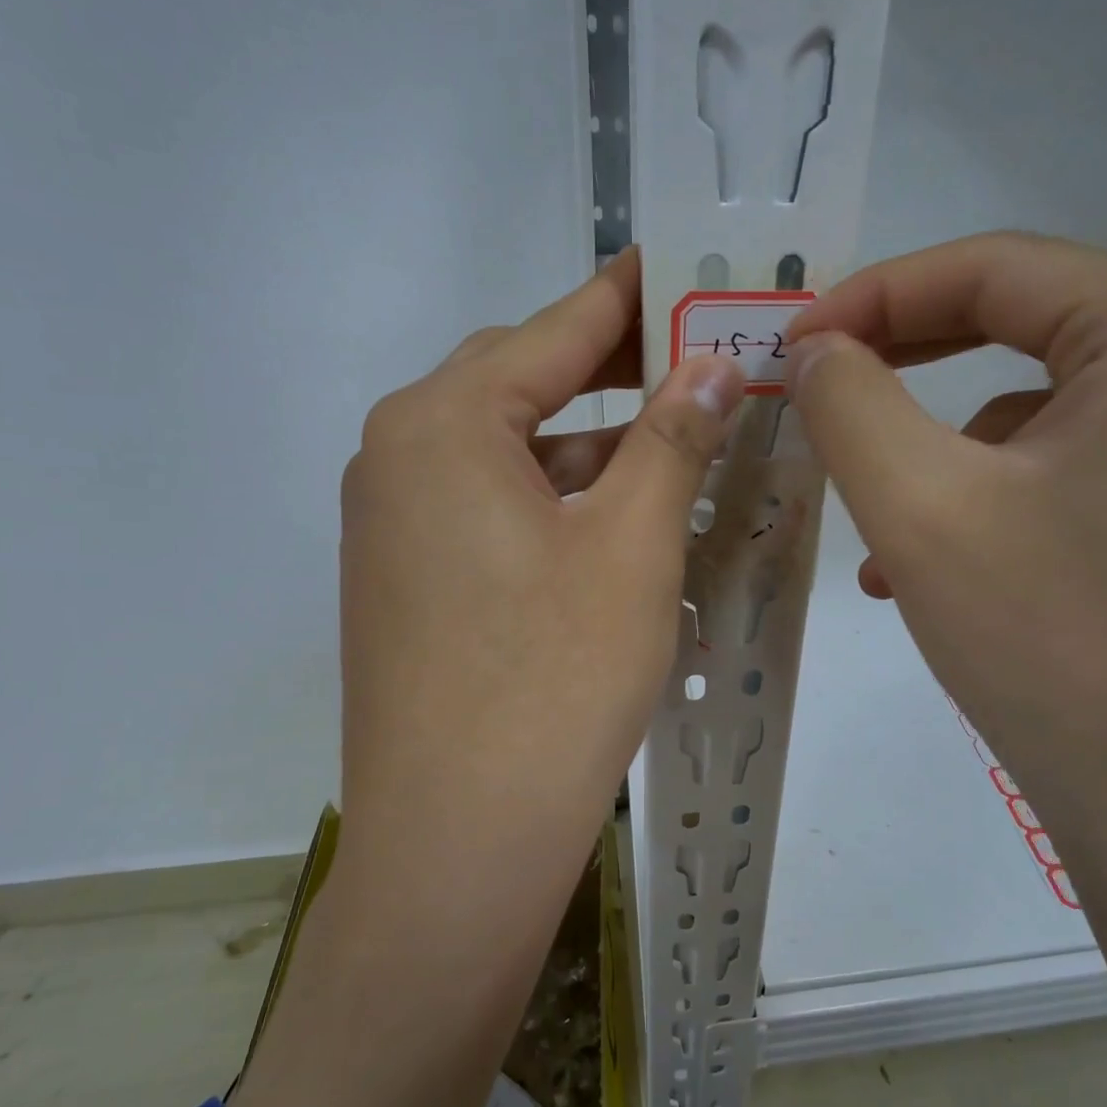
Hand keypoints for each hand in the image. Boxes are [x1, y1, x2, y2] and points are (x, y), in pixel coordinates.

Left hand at [339, 248, 743, 883]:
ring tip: (674, 444)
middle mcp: (396, 460)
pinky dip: (554, 504)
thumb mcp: (631, 546)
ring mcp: (392, 529)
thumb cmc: (553, 680)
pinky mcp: (406, 585)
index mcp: (440, 425)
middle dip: (610, 373)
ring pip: (508, 458)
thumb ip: (672, 438)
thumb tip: (714, 362)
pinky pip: (490, 513)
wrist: (459, 842)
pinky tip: (614, 523)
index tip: (676, 263)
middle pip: (520, 388)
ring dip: (588, 449)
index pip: (550, 332)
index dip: (624, 298)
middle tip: (695, 361)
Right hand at [783, 234, 1106, 926]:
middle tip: (811, 394)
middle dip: (900, 366)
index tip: (786, 346)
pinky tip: (934, 568)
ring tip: (871, 528)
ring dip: (935, 452)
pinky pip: (1066, 466)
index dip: (870, 298)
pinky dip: (986, 498)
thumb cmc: (1056, 647)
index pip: (992, 267)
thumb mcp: (922, 512)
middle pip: (1020, 325)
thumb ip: (850, 405)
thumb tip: (814, 349)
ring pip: (1034, 406)